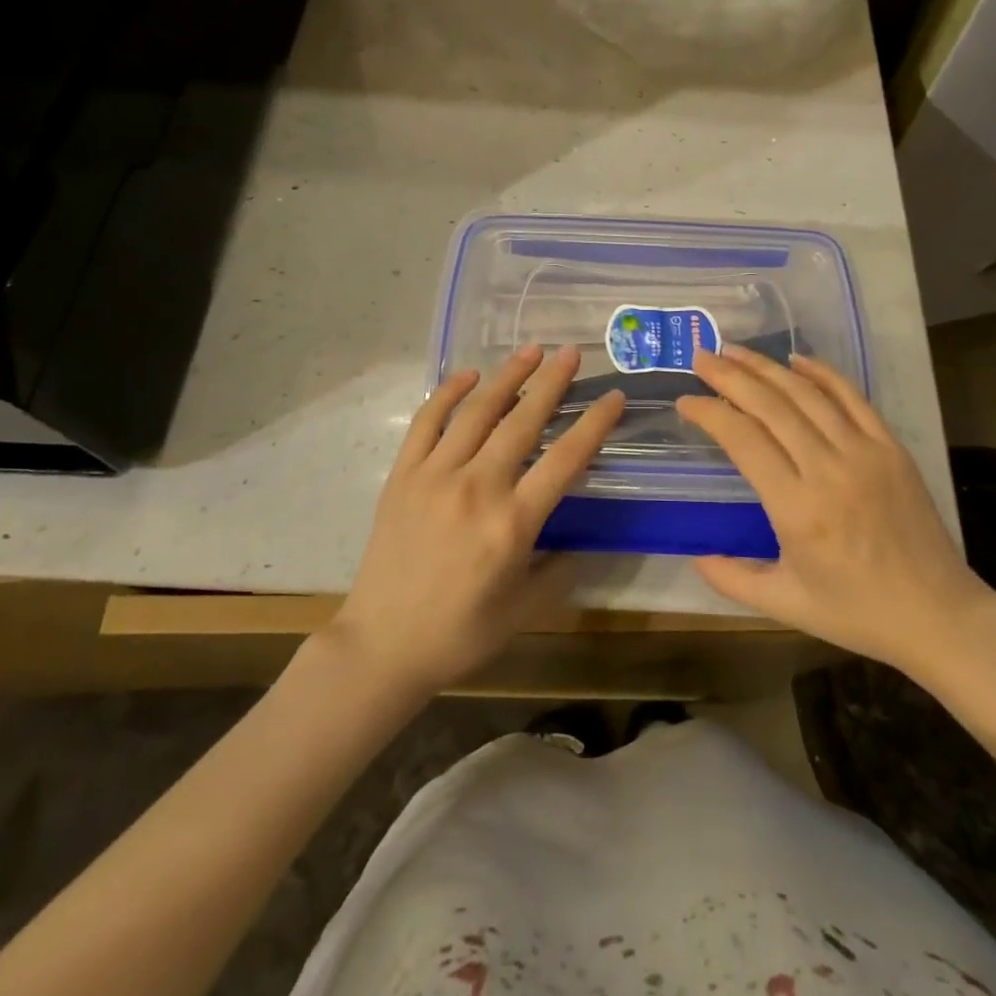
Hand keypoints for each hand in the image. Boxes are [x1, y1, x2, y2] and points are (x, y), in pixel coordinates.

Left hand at [328, 345, 624, 696]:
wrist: (382, 645)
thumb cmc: (460, 633)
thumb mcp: (524, 609)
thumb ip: (558, 569)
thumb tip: (579, 540)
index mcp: (512, 524)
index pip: (565, 459)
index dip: (594, 424)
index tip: (613, 396)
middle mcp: (477, 488)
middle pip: (523, 422)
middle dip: (552, 382)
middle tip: (571, 351)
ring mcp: (435, 476)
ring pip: (477, 412)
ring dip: (507, 376)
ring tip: (530, 350)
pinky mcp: (403, 475)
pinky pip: (427, 422)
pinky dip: (448, 393)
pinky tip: (468, 374)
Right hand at [676, 348, 995, 675]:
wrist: (938, 615)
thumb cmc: (857, 613)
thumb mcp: (786, 605)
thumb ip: (733, 579)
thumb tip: (695, 555)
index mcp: (797, 509)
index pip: (743, 439)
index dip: (710, 413)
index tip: (685, 402)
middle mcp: (828, 470)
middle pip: (771, 406)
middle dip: (731, 377)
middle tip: (702, 358)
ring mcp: (865, 453)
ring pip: (807, 394)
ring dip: (767, 367)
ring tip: (735, 351)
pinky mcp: (891, 447)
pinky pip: (852, 398)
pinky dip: (822, 373)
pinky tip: (796, 360)